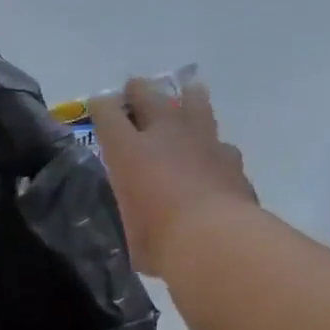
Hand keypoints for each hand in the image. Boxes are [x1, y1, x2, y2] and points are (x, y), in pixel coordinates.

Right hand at [88, 74, 257, 275]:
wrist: (216, 241)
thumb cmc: (157, 241)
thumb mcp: (122, 232)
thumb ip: (121, 216)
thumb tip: (120, 219)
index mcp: (128, 152)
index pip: (108, 115)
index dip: (101, 106)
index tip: (98, 104)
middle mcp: (165, 136)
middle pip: (151, 97)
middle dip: (139, 91)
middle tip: (134, 87)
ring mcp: (203, 142)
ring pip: (195, 104)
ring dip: (187, 97)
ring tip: (186, 93)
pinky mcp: (232, 159)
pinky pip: (220, 143)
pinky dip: (212, 145)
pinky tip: (213, 152)